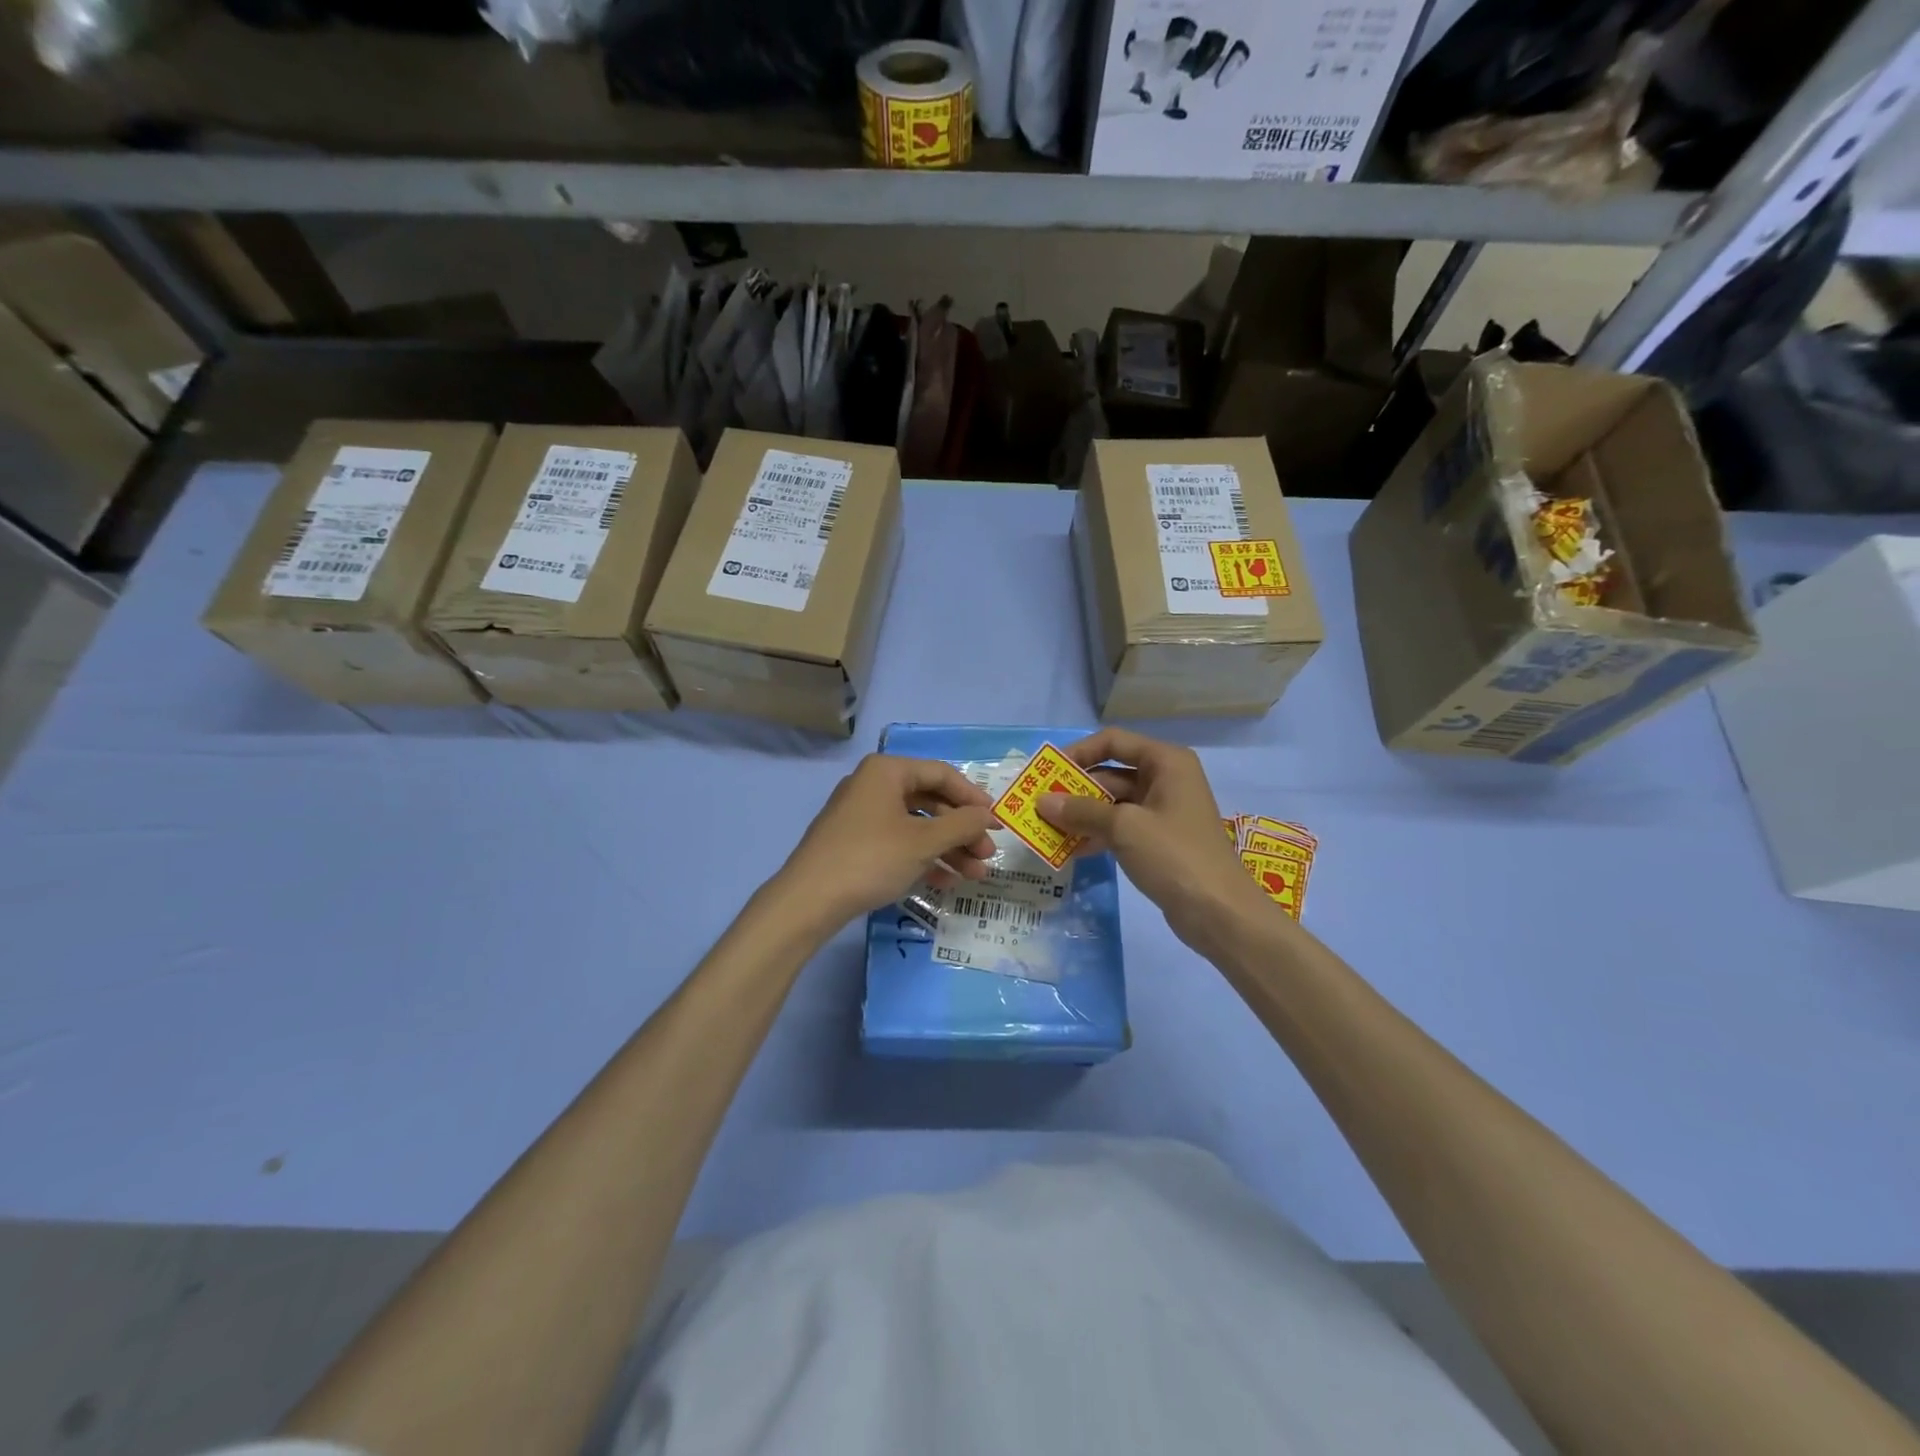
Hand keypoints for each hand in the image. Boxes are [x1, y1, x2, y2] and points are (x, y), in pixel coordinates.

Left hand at [773, 754, 996, 929]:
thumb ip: (961, 824)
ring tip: (975, 876)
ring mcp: (861, 815)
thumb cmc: (871, 859)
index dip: (973, 797)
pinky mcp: (855, 843)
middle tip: (987, 855)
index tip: (997, 821)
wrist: (809, 901)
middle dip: (962, 830)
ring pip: (916, 826)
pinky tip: (945, 882)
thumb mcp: (923, 842)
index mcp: (886, 771)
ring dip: (947, 849)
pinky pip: (898, 843)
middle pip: (930, 801)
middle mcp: (873, 785)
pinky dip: (923, 858)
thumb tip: (988, 814)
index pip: (941, 774)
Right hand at [1035, 727, 1273, 956]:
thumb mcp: (1124, 827)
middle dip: (1075, 790)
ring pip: (1113, 804)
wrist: (1220, 912)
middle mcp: (1166, 779)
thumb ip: (1081, 811)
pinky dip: (1097, 834)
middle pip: (1111, 774)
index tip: (1048, 771)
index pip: (1113, 742)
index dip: (1079, 752)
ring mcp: (1163, 812)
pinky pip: (1121, 828)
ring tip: (1047, 828)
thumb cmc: (1174, 855)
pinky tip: (1070, 849)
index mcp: (1166, 762)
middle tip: (1040, 805)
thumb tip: (1042, 802)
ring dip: (1082, 815)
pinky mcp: (1159, 841)